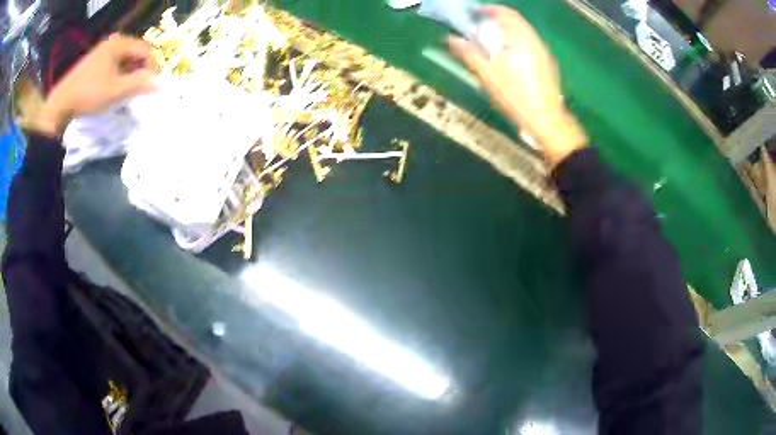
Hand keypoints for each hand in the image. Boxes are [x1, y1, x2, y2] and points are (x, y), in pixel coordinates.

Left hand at [31, 34, 156, 137]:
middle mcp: (113, 42)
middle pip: (136, 53)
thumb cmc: (89, 95)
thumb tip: (160, 83)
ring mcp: (103, 51)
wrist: (61, 104)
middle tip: (139, 89)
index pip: (146, 49)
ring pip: (126, 59)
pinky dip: (119, 75)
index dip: (152, 66)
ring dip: (130, 74)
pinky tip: (115, 88)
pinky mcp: (96, 61)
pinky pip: (115, 64)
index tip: (150, 86)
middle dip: (140, 70)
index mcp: (120, 43)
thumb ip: (139, 84)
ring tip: (127, 91)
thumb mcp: (116, 91)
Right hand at [449, 5, 587, 166]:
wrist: (547, 120)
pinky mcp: (547, 64)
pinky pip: (529, 42)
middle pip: (515, 20)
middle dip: (496, 19)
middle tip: (479, 25)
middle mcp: (534, 40)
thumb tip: (451, 38)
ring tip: (490, 40)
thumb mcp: (487, 75)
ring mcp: (543, 52)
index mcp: (520, 39)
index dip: (488, 9)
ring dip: (506, 30)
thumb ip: (469, 53)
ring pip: (523, 32)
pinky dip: (515, 40)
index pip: (505, 13)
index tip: (473, 13)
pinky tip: (507, 55)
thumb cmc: (516, 97)